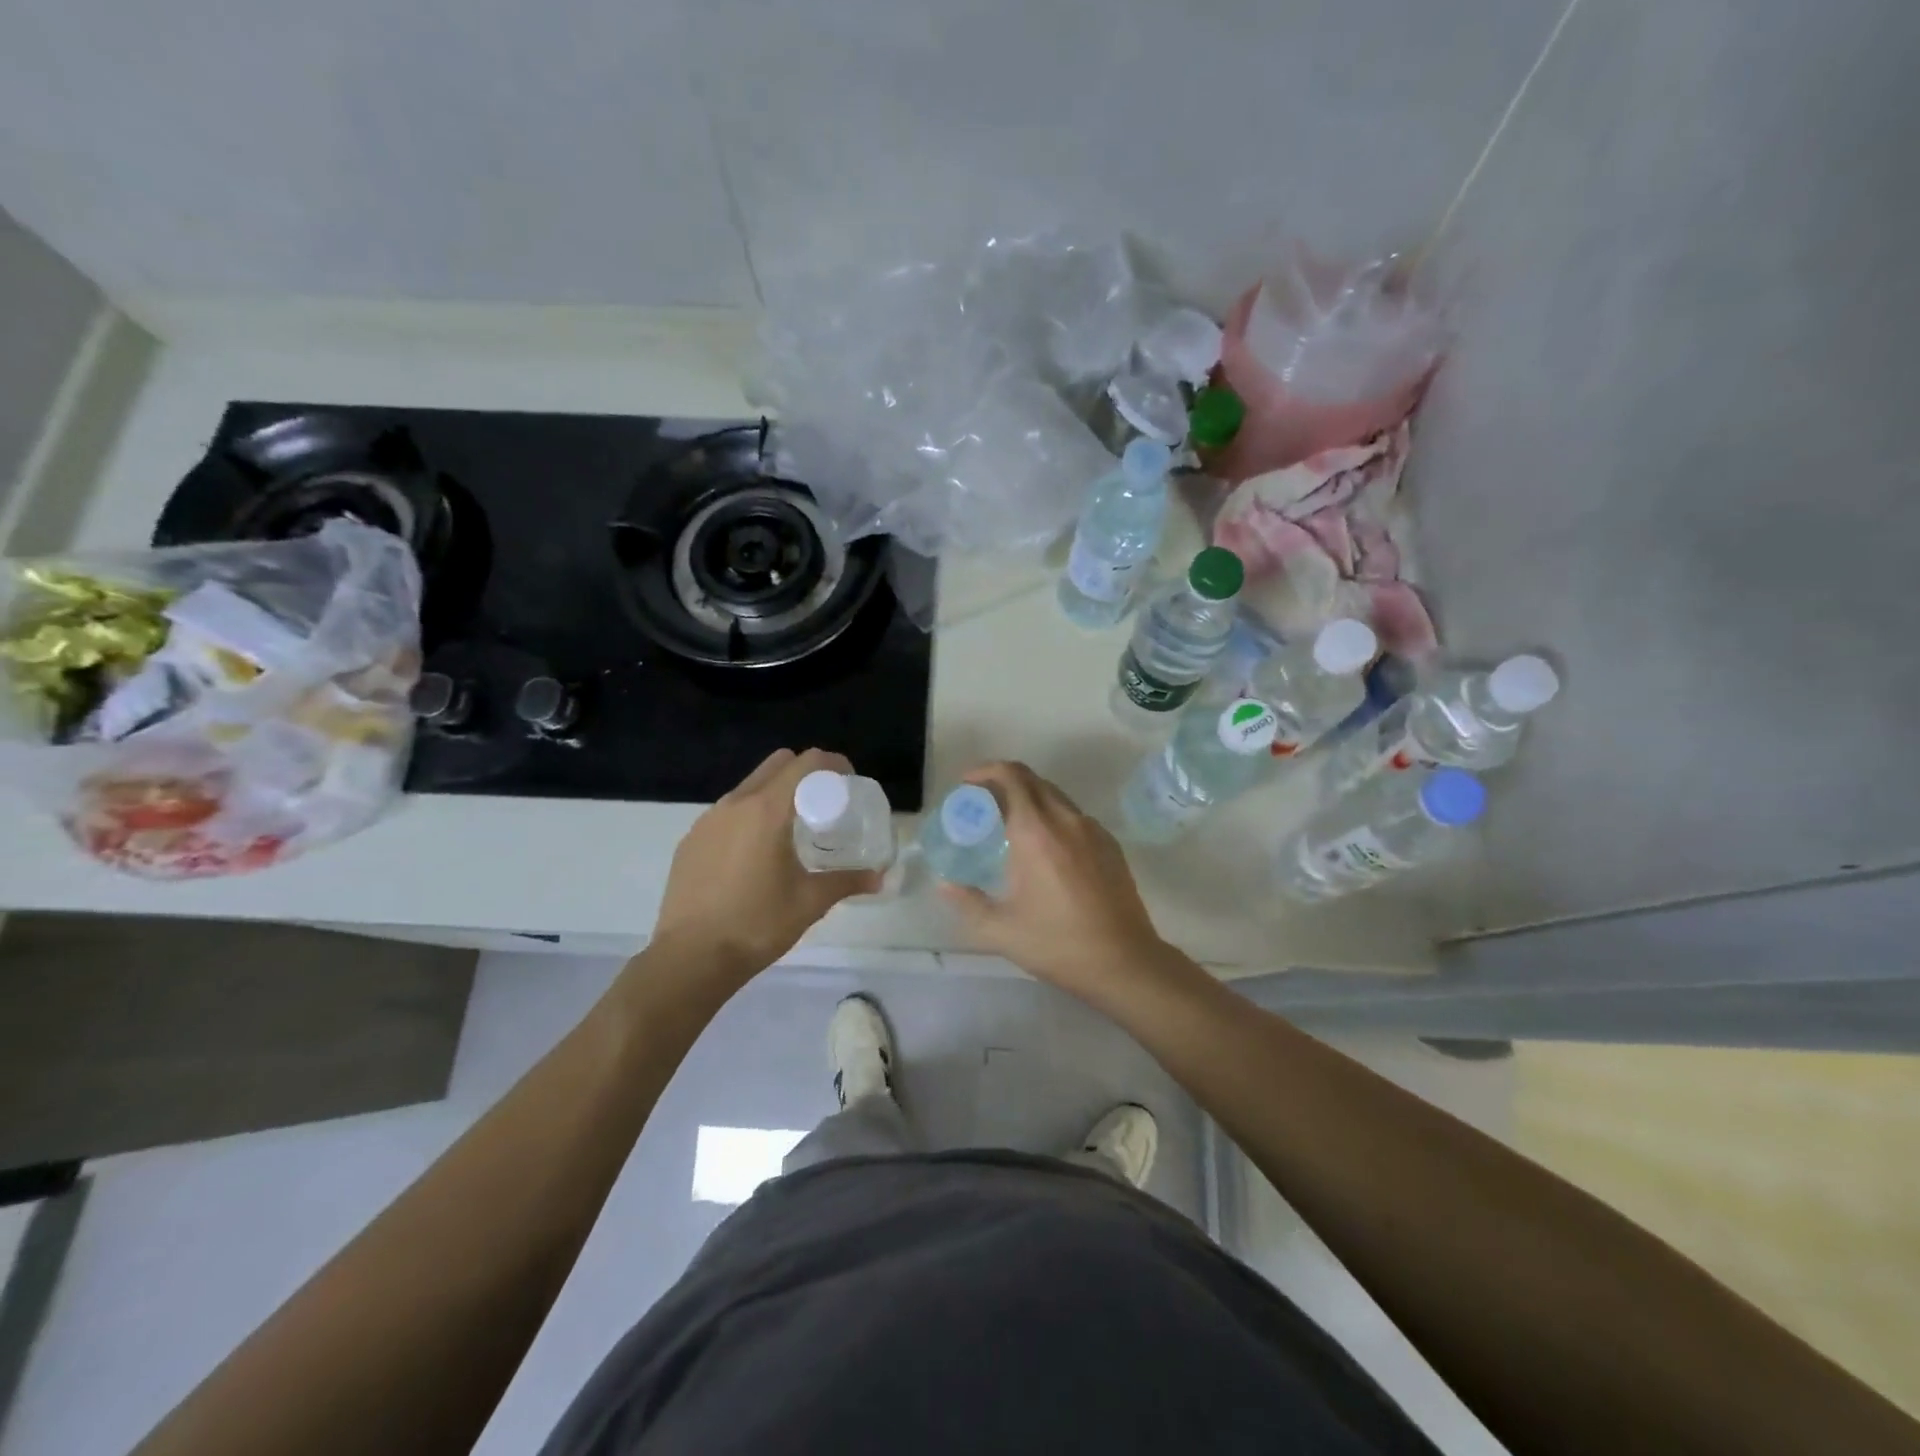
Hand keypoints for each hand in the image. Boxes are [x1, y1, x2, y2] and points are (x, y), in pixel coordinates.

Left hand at [653, 748, 881, 983]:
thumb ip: (847, 881)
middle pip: (777, 764)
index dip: (833, 764)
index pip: (806, 763)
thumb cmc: (757, 924)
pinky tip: (754, 854)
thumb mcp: (810, 902)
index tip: (848, 782)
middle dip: (805, 773)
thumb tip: (880, 877)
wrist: (690, 958)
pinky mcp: (691, 840)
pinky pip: (727, 812)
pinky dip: (748, 817)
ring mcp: (708, 820)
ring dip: (775, 794)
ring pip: (749, 787)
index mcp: (767, 810)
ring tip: (789, 830)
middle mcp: (735, 804)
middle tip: (823, 803)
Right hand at [937, 761, 1179, 1006]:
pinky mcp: (1110, 845)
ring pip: (1055, 796)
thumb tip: (944, 883)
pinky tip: (1045, 850)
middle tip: (982, 806)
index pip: (1010, 777)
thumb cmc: (1058, 944)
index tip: (966, 786)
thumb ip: (967, 902)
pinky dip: (1052, 817)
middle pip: (1032, 780)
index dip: (985, 771)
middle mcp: (1066, 820)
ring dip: (1028, 799)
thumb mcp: (1000, 930)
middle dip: (1003, 782)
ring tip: (1010, 827)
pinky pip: (1074, 817)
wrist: (1125, 962)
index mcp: (1036, 831)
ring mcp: (1093, 830)